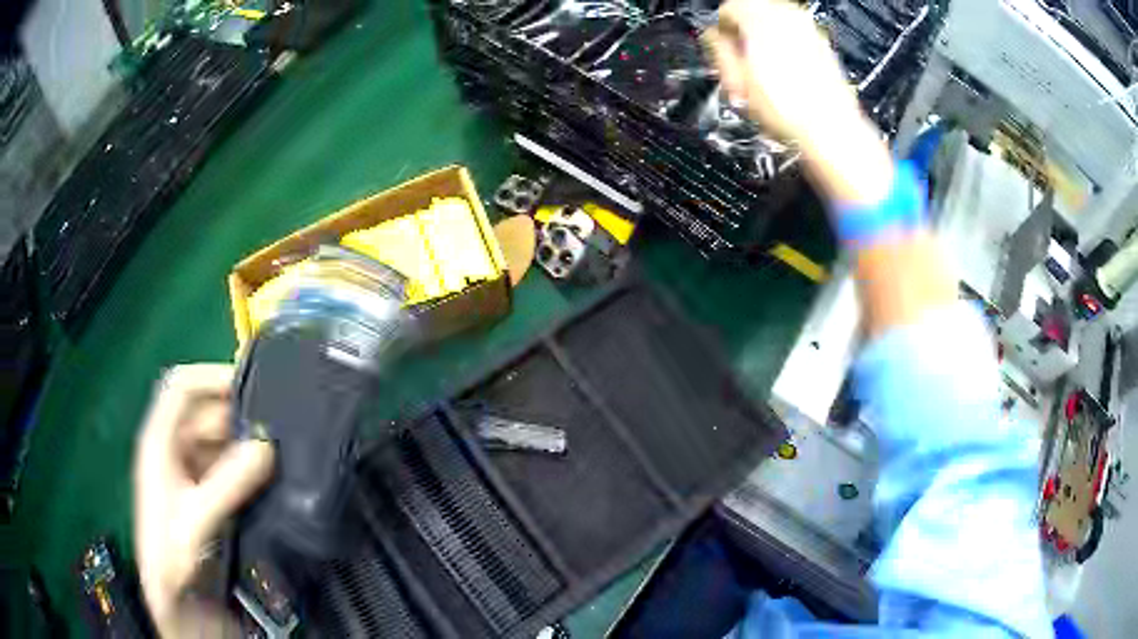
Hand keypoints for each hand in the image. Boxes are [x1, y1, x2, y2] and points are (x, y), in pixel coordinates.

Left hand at [133, 364, 273, 635]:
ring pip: (215, 440)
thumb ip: (229, 483)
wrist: (171, 596)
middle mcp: (170, 447)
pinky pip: (222, 464)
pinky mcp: (198, 489)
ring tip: (274, 453)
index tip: (249, 384)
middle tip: (273, 429)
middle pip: (202, 413)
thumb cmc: (172, 552)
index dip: (210, 377)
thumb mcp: (197, 518)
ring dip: (241, 443)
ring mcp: (184, 468)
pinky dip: (241, 465)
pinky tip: (262, 477)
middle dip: (235, 417)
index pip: (180, 386)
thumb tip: (266, 447)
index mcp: (159, 441)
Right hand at [705, 0, 858, 144]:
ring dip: (762, 39)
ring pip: (774, 22)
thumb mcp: (738, 79)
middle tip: (738, 61)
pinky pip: (793, 35)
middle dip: (743, 32)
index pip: (729, 6)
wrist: (830, 129)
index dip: (720, 28)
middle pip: (753, 11)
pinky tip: (782, 75)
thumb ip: (720, 48)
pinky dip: (783, 47)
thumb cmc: (789, 109)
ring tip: (760, 70)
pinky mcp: (822, 45)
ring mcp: (808, 29)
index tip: (720, 46)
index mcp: (760, 17)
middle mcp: (786, 16)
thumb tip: (714, 37)